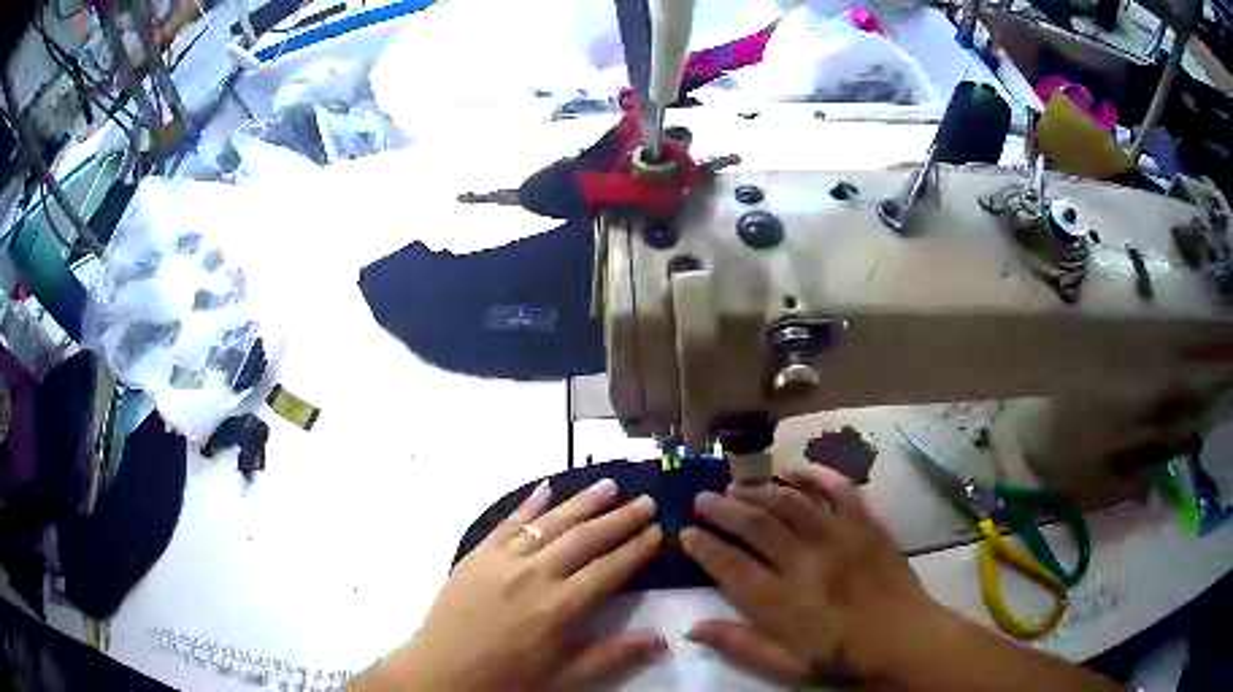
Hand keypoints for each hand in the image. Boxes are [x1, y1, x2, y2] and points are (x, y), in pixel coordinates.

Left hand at [353, 478, 665, 690]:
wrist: (441, 671)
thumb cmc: (507, 679)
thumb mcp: (564, 676)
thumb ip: (612, 655)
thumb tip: (662, 641)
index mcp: (560, 606)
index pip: (610, 569)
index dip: (637, 549)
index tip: (659, 531)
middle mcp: (535, 574)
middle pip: (586, 538)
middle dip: (620, 519)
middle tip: (646, 501)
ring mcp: (503, 559)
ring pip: (551, 522)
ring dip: (583, 502)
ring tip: (610, 486)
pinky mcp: (478, 553)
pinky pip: (508, 522)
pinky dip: (530, 504)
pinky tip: (546, 487)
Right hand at [680, 464, 945, 684]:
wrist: (905, 638)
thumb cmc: (843, 658)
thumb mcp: (787, 666)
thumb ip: (740, 645)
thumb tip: (693, 628)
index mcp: (781, 601)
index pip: (729, 565)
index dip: (703, 545)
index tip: (685, 532)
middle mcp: (804, 561)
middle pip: (754, 524)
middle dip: (722, 509)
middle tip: (702, 499)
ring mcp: (837, 537)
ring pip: (789, 502)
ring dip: (757, 490)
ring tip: (736, 487)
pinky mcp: (865, 524)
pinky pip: (837, 489)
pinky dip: (813, 475)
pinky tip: (791, 471)